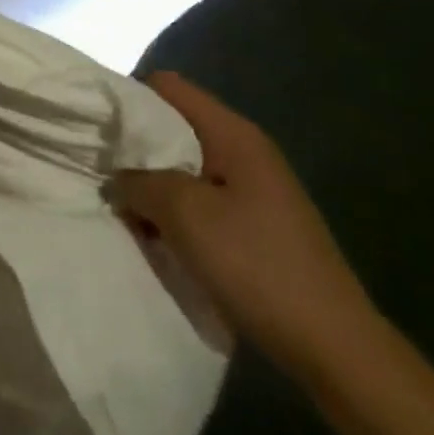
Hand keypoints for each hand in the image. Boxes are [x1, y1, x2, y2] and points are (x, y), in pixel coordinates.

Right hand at [115, 72, 379, 380]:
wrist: (335, 348)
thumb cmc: (256, 265)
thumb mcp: (184, 214)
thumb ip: (139, 181)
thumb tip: (117, 177)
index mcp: (233, 134)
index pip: (167, 86)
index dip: (128, 99)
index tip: (98, 130)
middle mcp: (245, 150)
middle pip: (174, 126)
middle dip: (135, 147)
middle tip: (103, 173)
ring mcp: (254, 189)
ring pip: (184, 167)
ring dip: (153, 186)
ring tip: (126, 210)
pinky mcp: (256, 224)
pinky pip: (201, 200)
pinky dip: (174, 212)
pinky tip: (158, 236)